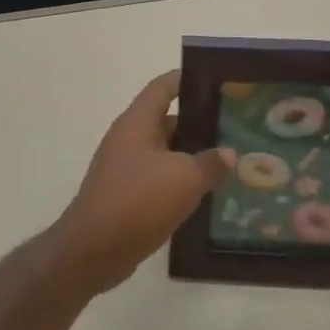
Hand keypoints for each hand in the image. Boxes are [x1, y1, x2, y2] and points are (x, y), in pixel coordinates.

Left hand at [48, 71, 232, 295]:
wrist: (94, 249)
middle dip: (199, 123)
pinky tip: (207, 194)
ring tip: (229, 161)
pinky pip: (158, 178)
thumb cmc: (138, 200)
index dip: (187, 80)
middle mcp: (129, 138)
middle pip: (167, 120)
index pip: (162, 87)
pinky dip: (180, 181)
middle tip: (235, 128)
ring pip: (165, 153)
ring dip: (192, 156)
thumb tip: (227, 153)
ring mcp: (125, 167)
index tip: (217, 82)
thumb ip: (210, 162)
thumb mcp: (184, 179)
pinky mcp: (126, 194)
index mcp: (137, 122)